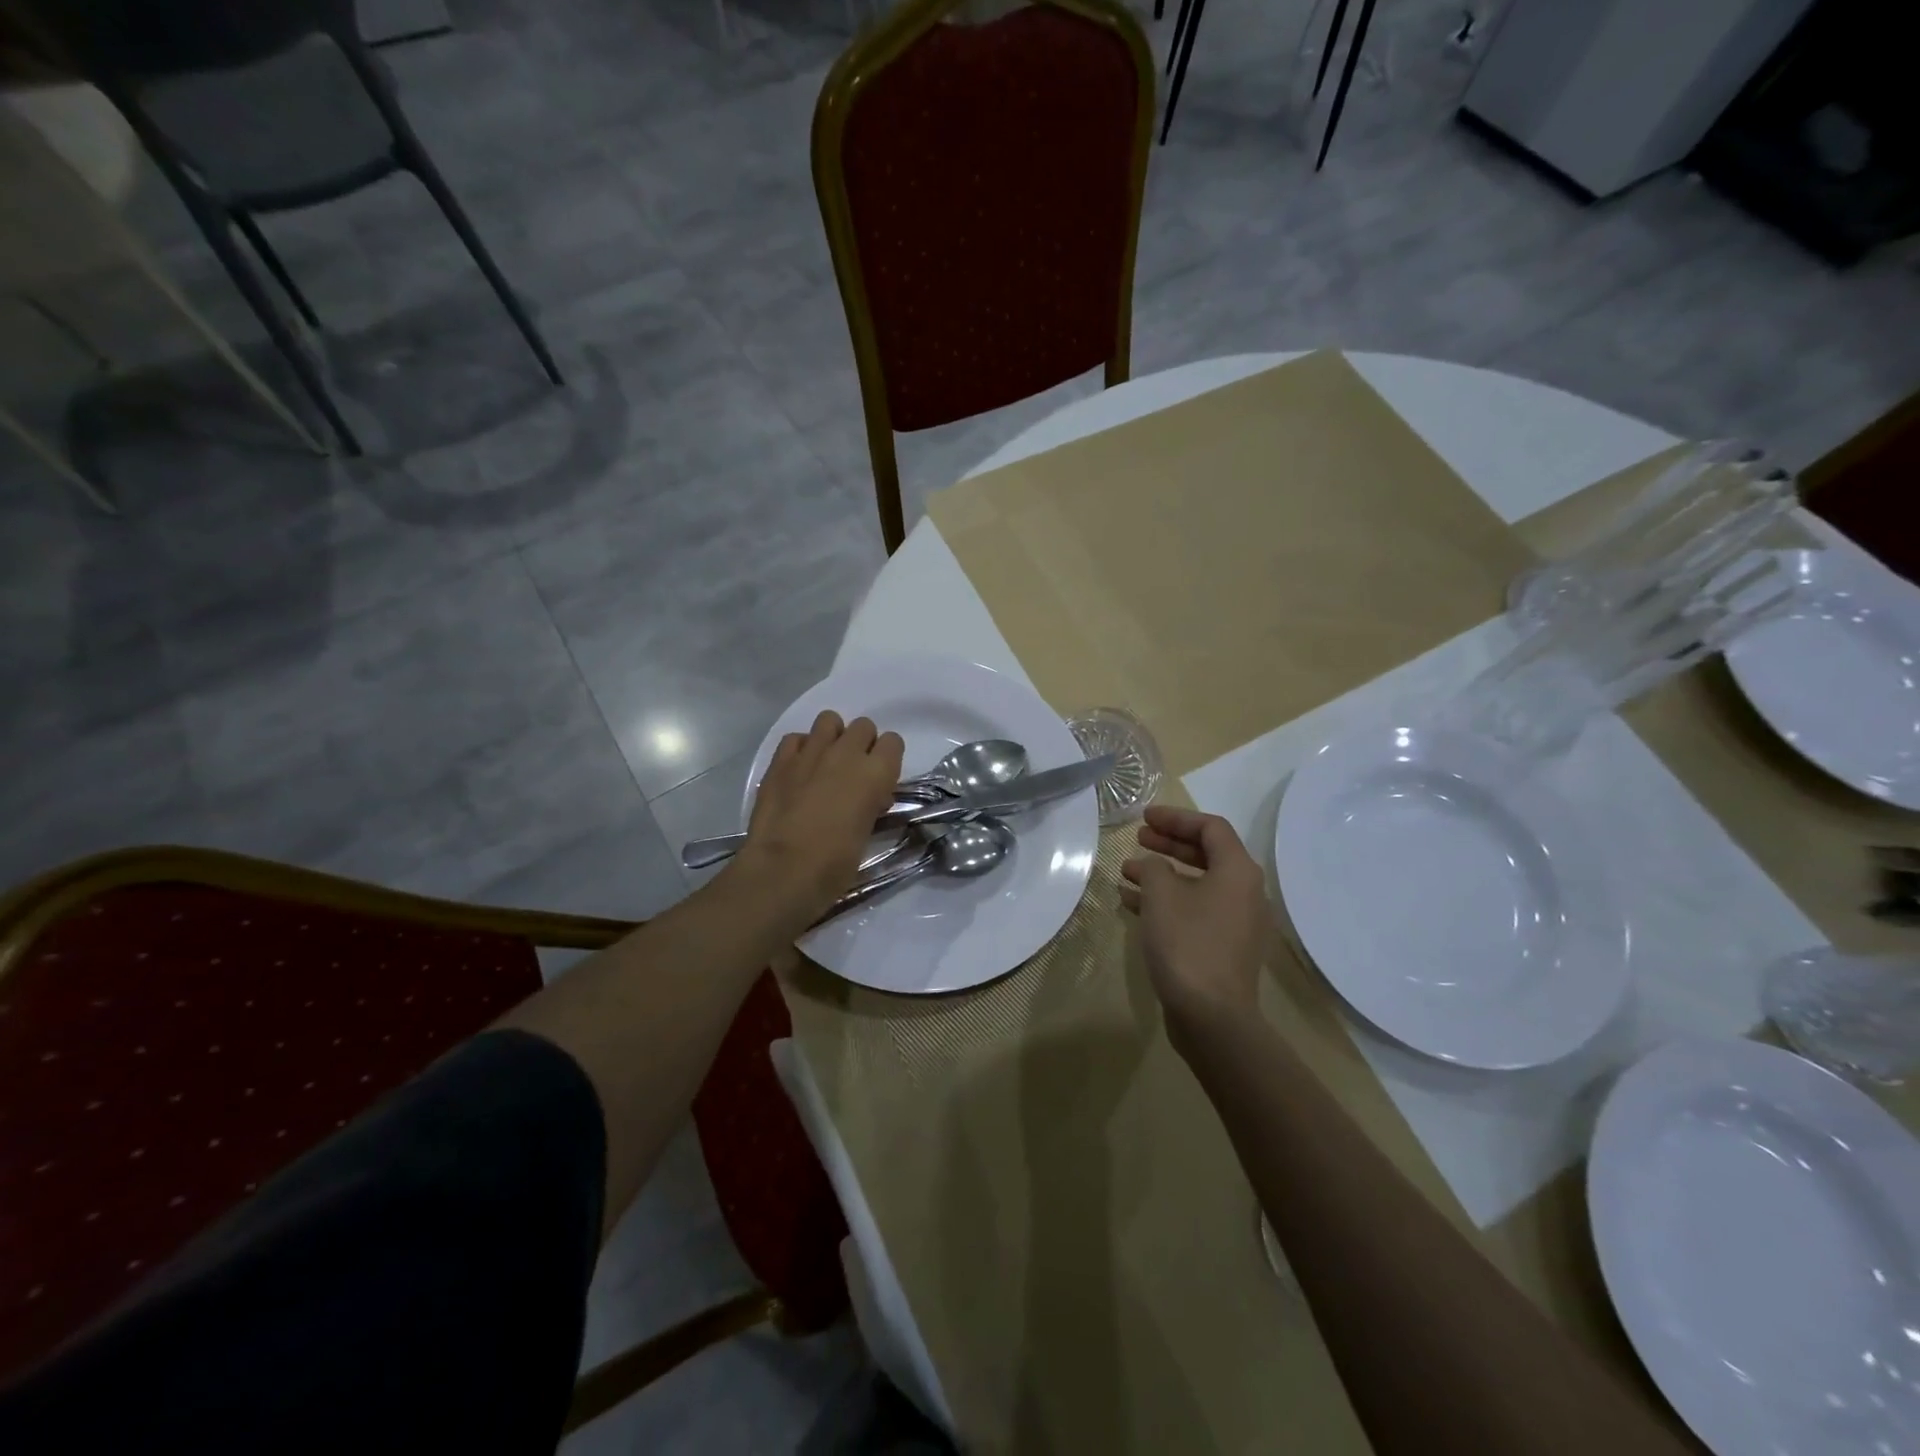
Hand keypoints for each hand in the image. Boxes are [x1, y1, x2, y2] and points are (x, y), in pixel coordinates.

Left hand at [733, 711, 903, 931]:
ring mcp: (810, 752)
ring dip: (832, 737)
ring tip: (826, 763)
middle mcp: (846, 753)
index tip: (881, 779)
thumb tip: (869, 797)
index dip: (888, 758)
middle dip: (862, 744)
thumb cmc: (834, 864)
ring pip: (829, 720)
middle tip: (853, 772)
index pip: (893, 742)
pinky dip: (801, 749)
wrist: (783, 870)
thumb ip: (871, 804)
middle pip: (863, 726)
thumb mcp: (867, 833)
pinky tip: (799, 771)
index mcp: (876, 773)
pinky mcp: (780, 760)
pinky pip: (796, 738)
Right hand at [1120, 805, 1270, 1039]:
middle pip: (1206, 854)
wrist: (1211, 1016)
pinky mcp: (1222, 947)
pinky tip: (1132, 904)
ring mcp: (1235, 922)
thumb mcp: (1161, 895)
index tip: (1144, 818)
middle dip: (1169, 843)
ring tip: (1126, 870)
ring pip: (1196, 884)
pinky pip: (1193, 910)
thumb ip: (1153, 867)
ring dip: (1162, 873)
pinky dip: (1166, 901)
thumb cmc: (1187, 943)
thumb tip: (1152, 866)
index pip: (1210, 828)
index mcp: (1238, 872)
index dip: (1176, 818)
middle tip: (1138, 838)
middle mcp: (1244, 892)